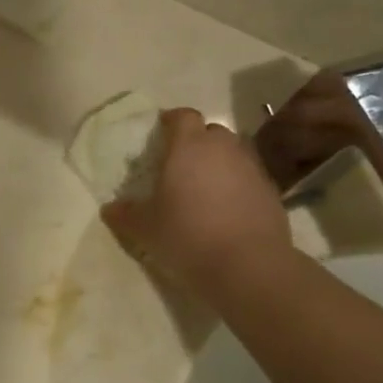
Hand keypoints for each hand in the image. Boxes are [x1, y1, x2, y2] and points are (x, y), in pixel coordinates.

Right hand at [103, 109, 292, 298]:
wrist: (248, 266)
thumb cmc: (187, 235)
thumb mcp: (145, 228)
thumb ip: (125, 214)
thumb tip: (110, 208)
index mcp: (188, 146)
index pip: (183, 116)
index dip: (172, 122)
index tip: (161, 134)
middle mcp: (223, 148)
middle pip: (211, 131)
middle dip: (197, 143)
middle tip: (181, 165)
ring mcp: (252, 168)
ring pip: (233, 153)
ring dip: (219, 164)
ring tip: (205, 189)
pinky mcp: (272, 192)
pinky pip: (249, 178)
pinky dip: (238, 186)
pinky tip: (227, 210)